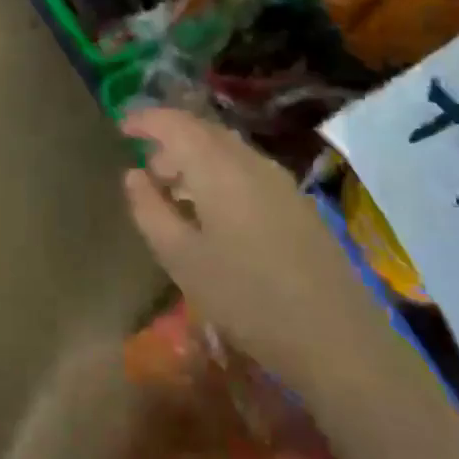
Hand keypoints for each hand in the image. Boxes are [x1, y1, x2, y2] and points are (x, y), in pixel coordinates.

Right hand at [120, 107, 352, 351]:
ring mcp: (280, 181)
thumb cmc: (245, 297)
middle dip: (170, 141)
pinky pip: (247, 170)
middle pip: (204, 132)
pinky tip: (213, 213)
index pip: (175, 123)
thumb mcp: (180, 258)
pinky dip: (219, 175)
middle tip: (147, 170)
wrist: (336, 338)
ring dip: (196, 159)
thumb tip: (133, 175)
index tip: (122, 127)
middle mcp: (251, 161)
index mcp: (218, 167)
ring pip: (228, 151)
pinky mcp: (298, 203)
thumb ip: (149, 209)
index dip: (146, 120)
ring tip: (175, 193)